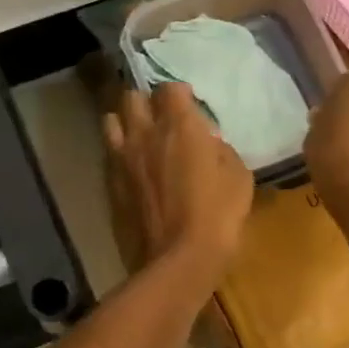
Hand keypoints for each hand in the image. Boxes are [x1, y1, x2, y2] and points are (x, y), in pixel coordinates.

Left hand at [104, 83, 253, 279]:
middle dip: (146, 103)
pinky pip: (109, 154)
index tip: (189, 106)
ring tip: (139, 138)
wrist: (178, 260)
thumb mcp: (239, 178)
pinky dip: (119, 153)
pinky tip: (132, 168)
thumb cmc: (217, 216)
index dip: (180, 94)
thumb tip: (209, 144)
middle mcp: (145, 133)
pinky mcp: (110, 184)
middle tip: (161, 119)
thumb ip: (221, 151)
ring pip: (111, 120)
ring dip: (125, 123)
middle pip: (132, 97)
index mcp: (179, 126)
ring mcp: (122, 158)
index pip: (170, 88)